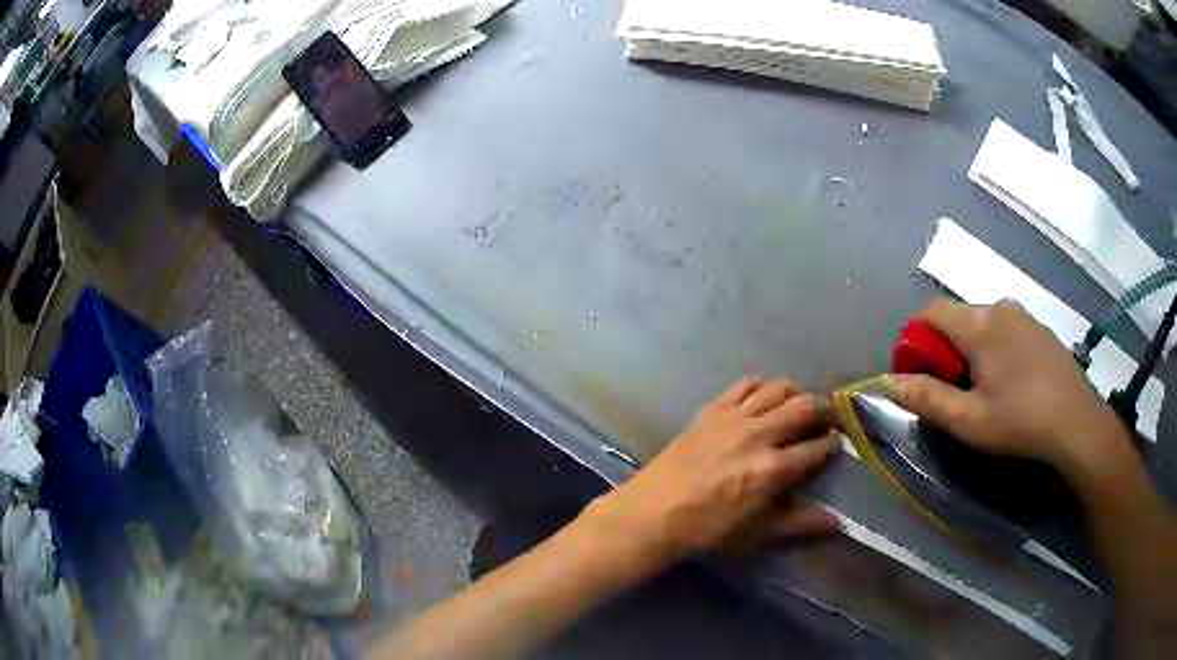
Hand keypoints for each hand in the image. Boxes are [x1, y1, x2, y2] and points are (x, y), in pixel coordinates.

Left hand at [584, 377, 840, 567]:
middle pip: (805, 407)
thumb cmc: (708, 530)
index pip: (818, 446)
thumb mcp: (758, 533)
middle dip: (824, 410)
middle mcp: (759, 435)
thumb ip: (800, 523)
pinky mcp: (712, 409)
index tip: (835, 444)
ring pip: (779, 388)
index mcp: (773, 469)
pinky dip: (762, 386)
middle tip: (825, 420)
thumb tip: (839, 522)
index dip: (833, 443)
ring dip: (795, 394)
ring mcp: (734, 418)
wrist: (654, 513)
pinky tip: (764, 398)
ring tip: (797, 408)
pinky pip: (745, 384)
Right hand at [890, 299, 1133, 484]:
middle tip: (955, 392)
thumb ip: (926, 398)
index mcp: (979, 323)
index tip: (921, 377)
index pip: (930, 313)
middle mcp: (999, 306)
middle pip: (957, 318)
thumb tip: (886, 382)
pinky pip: (1004, 328)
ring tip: (985, 391)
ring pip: (982, 323)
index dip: (916, 341)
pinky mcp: (1039, 327)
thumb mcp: (969, 420)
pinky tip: (1011, 383)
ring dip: (971, 350)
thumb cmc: (1020, 421)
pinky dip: (995, 348)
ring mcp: (1023, 314)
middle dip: (946, 350)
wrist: (1077, 422)